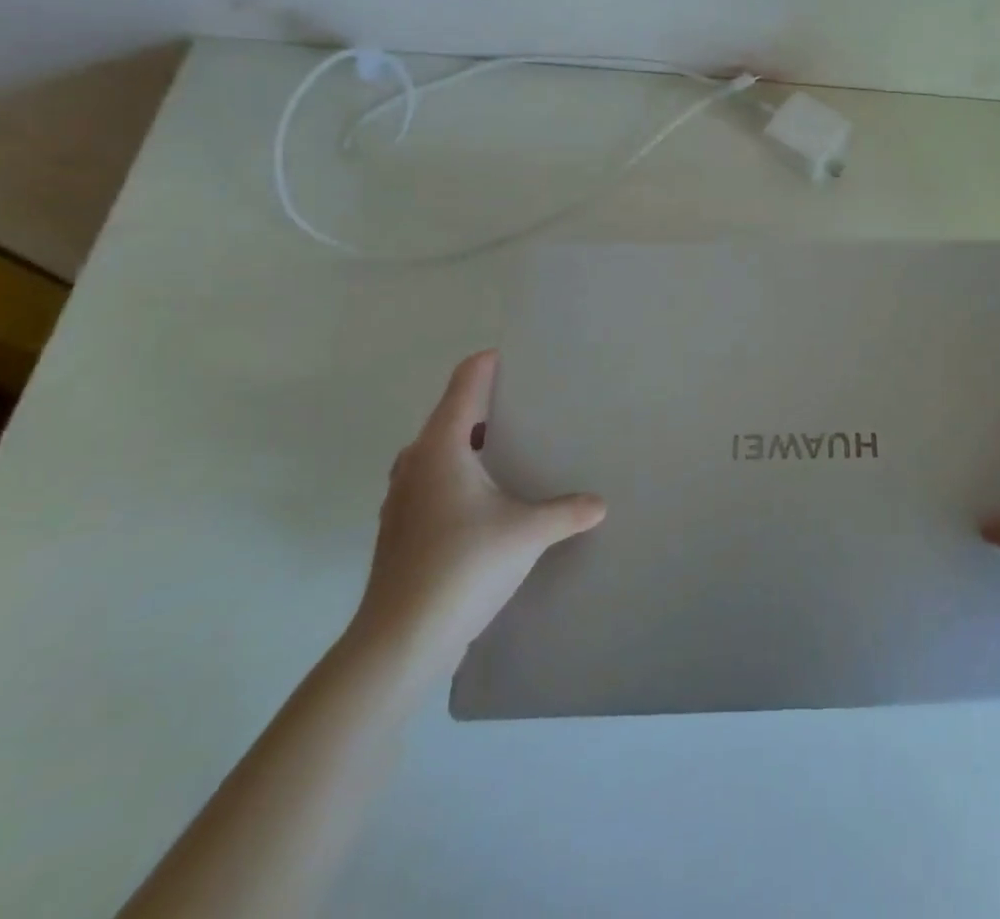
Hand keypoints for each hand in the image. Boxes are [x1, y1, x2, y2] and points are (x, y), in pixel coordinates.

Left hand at [349, 350, 605, 672]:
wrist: (400, 642)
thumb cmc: (463, 566)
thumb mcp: (527, 533)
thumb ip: (567, 511)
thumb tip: (600, 504)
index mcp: (441, 446)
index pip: (465, 383)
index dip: (489, 363)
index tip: (519, 356)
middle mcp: (416, 463)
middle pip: (451, 414)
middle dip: (487, 405)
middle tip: (529, 405)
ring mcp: (402, 498)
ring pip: (440, 451)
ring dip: (472, 443)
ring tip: (511, 449)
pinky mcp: (401, 529)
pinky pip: (434, 481)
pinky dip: (460, 475)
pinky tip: (487, 500)